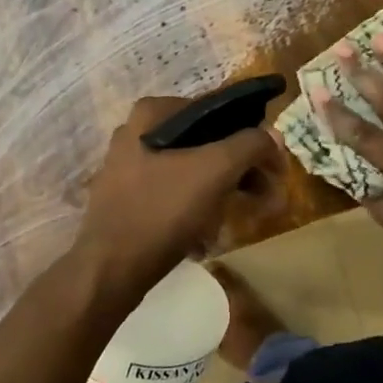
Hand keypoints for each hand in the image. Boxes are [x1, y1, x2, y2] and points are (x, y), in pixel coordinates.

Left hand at [74, 96, 282, 297]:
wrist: (110, 270)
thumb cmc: (163, 210)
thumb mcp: (216, 170)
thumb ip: (250, 144)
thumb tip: (273, 135)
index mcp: (153, 113)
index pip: (218, 111)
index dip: (253, 136)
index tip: (273, 165)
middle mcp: (136, 132)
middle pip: (206, 142)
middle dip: (240, 168)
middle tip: (266, 194)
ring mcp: (128, 167)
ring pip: (192, 169)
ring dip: (222, 189)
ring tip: (243, 214)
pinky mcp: (126, 199)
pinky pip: (174, 193)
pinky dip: (197, 206)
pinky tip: (209, 233)